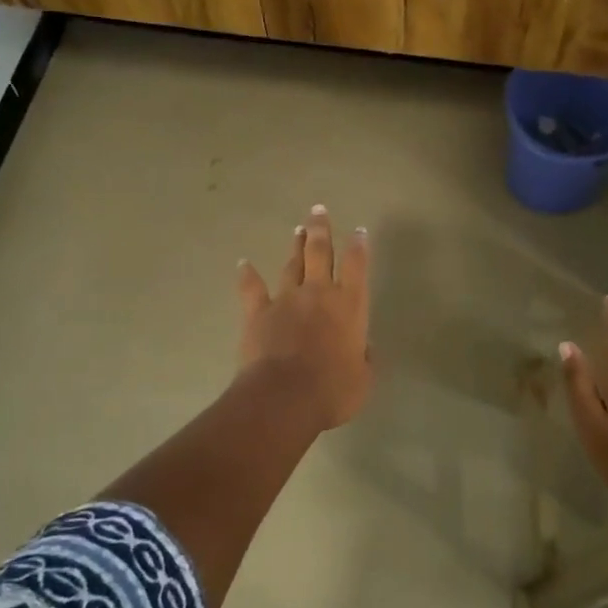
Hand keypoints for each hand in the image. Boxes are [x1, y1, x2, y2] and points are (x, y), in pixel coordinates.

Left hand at [235, 205, 372, 431]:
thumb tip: (363, 349)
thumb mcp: (363, 378)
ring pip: (291, 264)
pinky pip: (252, 288)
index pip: (357, 266)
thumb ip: (364, 358)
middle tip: (318, 210)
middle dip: (321, 229)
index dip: (359, 246)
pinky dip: (247, 275)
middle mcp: (319, 293)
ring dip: (295, 246)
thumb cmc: (333, 390)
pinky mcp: (258, 312)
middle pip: (321, 252)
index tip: (359, 231)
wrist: (284, 397)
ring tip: (298, 229)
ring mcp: (286, 299)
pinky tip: (243, 263)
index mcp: (350, 306)